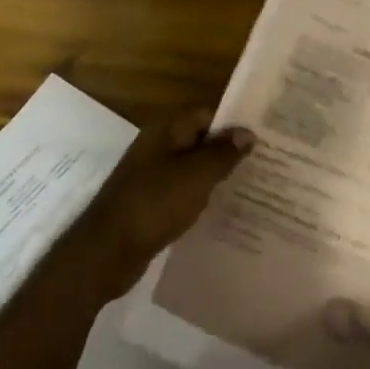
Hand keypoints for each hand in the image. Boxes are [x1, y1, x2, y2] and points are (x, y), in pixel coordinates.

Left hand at [76, 110, 254, 291]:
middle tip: (264, 163)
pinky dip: (200, 198)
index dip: (234, 123)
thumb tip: (248, 132)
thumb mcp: (196, 176)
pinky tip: (221, 211)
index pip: (207, 115)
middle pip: (200, 141)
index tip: (263, 136)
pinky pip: (182, 192)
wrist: (105, 253)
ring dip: (215, 177)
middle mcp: (157, 148)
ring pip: (192, 169)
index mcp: (166, 132)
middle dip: (228, 151)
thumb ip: (223, 153)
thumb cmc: (154, 204)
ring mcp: (150, 177)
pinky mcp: (149, 204)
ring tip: (250, 187)